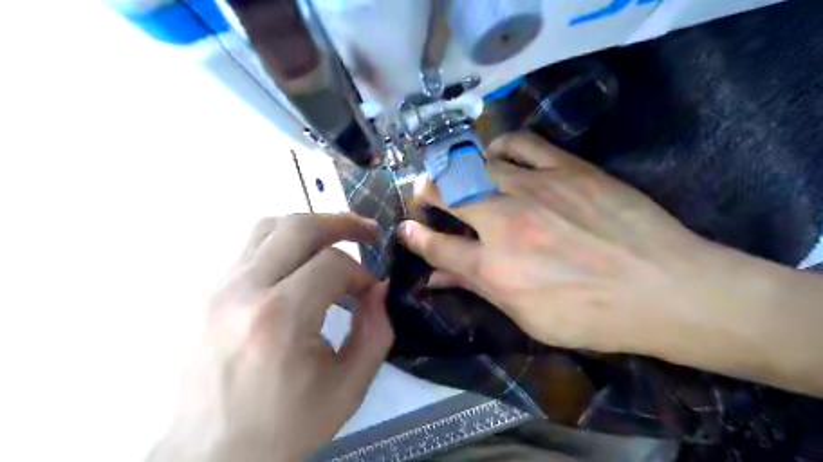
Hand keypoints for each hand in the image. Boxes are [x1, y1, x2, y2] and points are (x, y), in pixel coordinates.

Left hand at [151, 214, 394, 460]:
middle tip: (368, 231)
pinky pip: (251, 247)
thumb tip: (378, 288)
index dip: (361, 272)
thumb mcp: (347, 387)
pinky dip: (285, 243)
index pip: (332, 264)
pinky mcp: (208, 292)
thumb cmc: (284, 425)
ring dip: (310, 227)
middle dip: (342, 223)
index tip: (371, 291)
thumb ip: (375, 332)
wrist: (209, 455)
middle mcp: (243, 290)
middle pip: (299, 227)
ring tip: (335, 240)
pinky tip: (300, 264)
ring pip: (269, 226)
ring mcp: (218, 287)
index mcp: (279, 318)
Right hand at [402, 132, 729, 355]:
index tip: (404, 228)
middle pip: (446, 194)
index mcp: (493, 267)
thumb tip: (436, 280)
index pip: (436, 246)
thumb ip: (477, 289)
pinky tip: (496, 155)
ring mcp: (534, 189)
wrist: (665, 288)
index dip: (414, 236)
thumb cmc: (592, 316)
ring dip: (455, 168)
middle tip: (424, 195)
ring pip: (475, 164)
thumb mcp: (527, 317)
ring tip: (456, 174)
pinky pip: (520, 142)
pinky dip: (499, 145)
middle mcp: (503, 223)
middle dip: (425, 192)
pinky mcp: (565, 168)